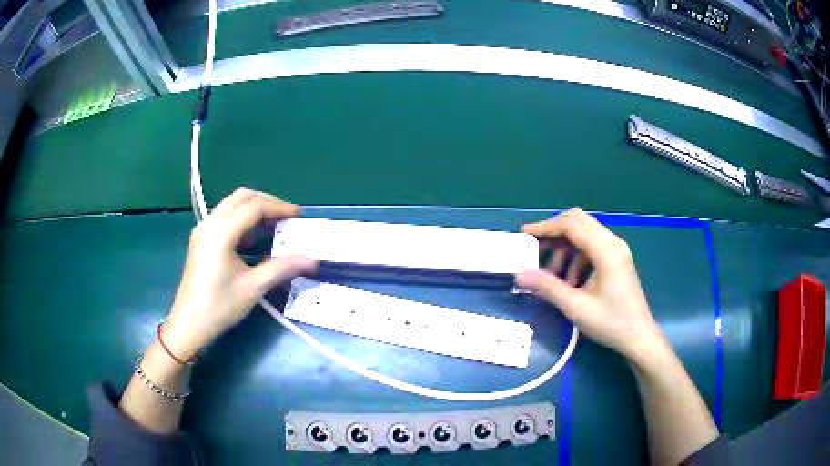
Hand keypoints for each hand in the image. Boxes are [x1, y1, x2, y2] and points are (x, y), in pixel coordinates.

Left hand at [163, 188, 316, 360]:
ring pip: (231, 204)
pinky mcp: (201, 239)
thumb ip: (282, 268)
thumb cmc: (220, 306)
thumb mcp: (253, 287)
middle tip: (286, 215)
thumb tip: (312, 260)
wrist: (189, 324)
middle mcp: (209, 223)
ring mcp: (202, 230)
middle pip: (241, 197)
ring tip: (273, 223)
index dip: (278, 208)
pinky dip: (241, 217)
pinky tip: (252, 237)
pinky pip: (223, 216)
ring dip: (253, 208)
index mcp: (221, 232)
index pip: (254, 207)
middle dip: (266, 202)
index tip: (298, 215)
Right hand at [515, 208, 666, 362]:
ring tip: (552, 274)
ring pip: (584, 234)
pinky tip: (570, 281)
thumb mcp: (576, 307)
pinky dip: (575, 257)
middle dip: (554, 233)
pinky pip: (591, 247)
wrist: (639, 337)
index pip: (572, 225)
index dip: (546, 227)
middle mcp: (613, 243)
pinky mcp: (616, 259)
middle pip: (579, 222)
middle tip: (535, 250)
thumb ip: (548, 287)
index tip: (525, 235)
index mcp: (606, 250)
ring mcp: (616, 250)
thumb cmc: (611, 323)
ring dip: (564, 248)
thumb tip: (520, 275)